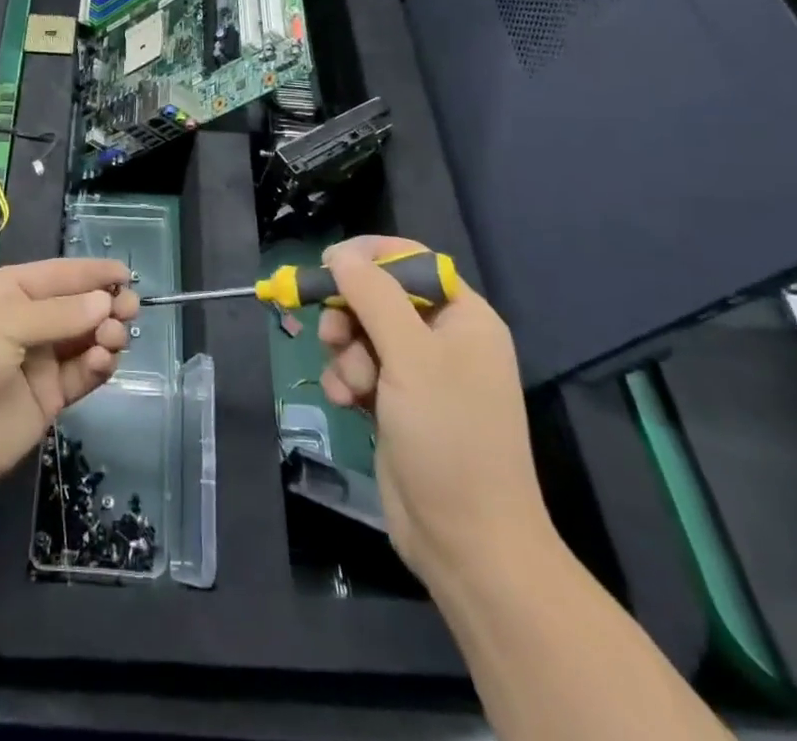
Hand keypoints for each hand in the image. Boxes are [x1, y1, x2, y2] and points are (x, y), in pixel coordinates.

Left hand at [0, 258, 138, 501]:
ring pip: (84, 339)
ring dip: (105, 334)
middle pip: (77, 306)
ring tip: (114, 338)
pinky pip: (81, 374)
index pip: (59, 274)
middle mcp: (25, 322)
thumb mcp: (5, 322)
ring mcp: (36, 361)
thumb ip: (60, 313)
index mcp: (8, 291)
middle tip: (129, 310)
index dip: (92, 273)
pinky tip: (101, 361)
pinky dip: (97, 365)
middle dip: (105, 304)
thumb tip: (104, 303)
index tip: (126, 274)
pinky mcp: (46, 398)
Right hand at [318, 236, 551, 587]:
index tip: (329, 263)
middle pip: (380, 296)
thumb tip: (340, 254)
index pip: (413, 262)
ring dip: (345, 353)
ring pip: (362, 333)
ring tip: (348, 384)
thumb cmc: (449, 437)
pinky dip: (347, 380)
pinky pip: (360, 369)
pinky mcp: (397, 404)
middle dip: (350, 313)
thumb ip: (373, 296)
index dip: (370, 257)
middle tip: (331, 333)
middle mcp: (444, 339)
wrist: (466, 542)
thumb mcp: (410, 356)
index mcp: (464, 318)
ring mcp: (420, 374)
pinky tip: (346, 403)